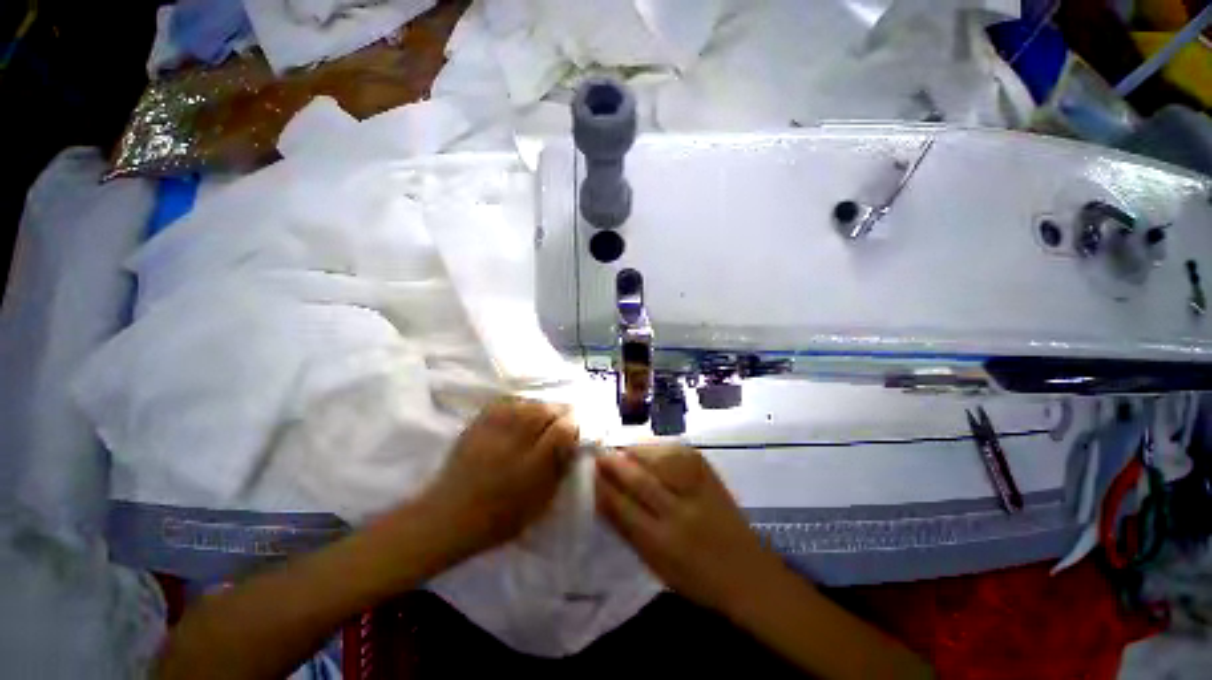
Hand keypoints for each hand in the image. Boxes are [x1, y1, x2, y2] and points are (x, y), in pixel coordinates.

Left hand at [417, 398, 578, 564]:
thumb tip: (572, 445)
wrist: (450, 516)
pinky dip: (518, 405)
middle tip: (561, 418)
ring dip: (540, 407)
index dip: (573, 426)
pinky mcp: (478, 424)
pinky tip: (521, 411)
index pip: (562, 431)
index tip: (575, 429)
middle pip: (545, 411)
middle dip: (559, 411)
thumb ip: (559, 470)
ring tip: (542, 415)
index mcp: (533, 465)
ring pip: (526, 404)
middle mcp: (515, 441)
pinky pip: (504, 404)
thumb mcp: (540, 501)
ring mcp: (494, 430)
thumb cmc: (501, 517)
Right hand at [595, 445, 785, 613]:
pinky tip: (646, 453)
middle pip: (636, 477)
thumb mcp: (655, 564)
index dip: (602, 485)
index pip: (621, 506)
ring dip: (632, 452)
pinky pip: (671, 450)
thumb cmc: (696, 576)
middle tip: (598, 456)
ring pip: (653, 457)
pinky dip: (653, 449)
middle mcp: (679, 510)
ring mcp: (696, 485)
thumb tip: (601, 495)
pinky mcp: (706, 468)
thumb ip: (626, 528)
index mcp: (662, 543)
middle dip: (612, 463)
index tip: (587, 472)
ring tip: (620, 454)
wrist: (748, 570)